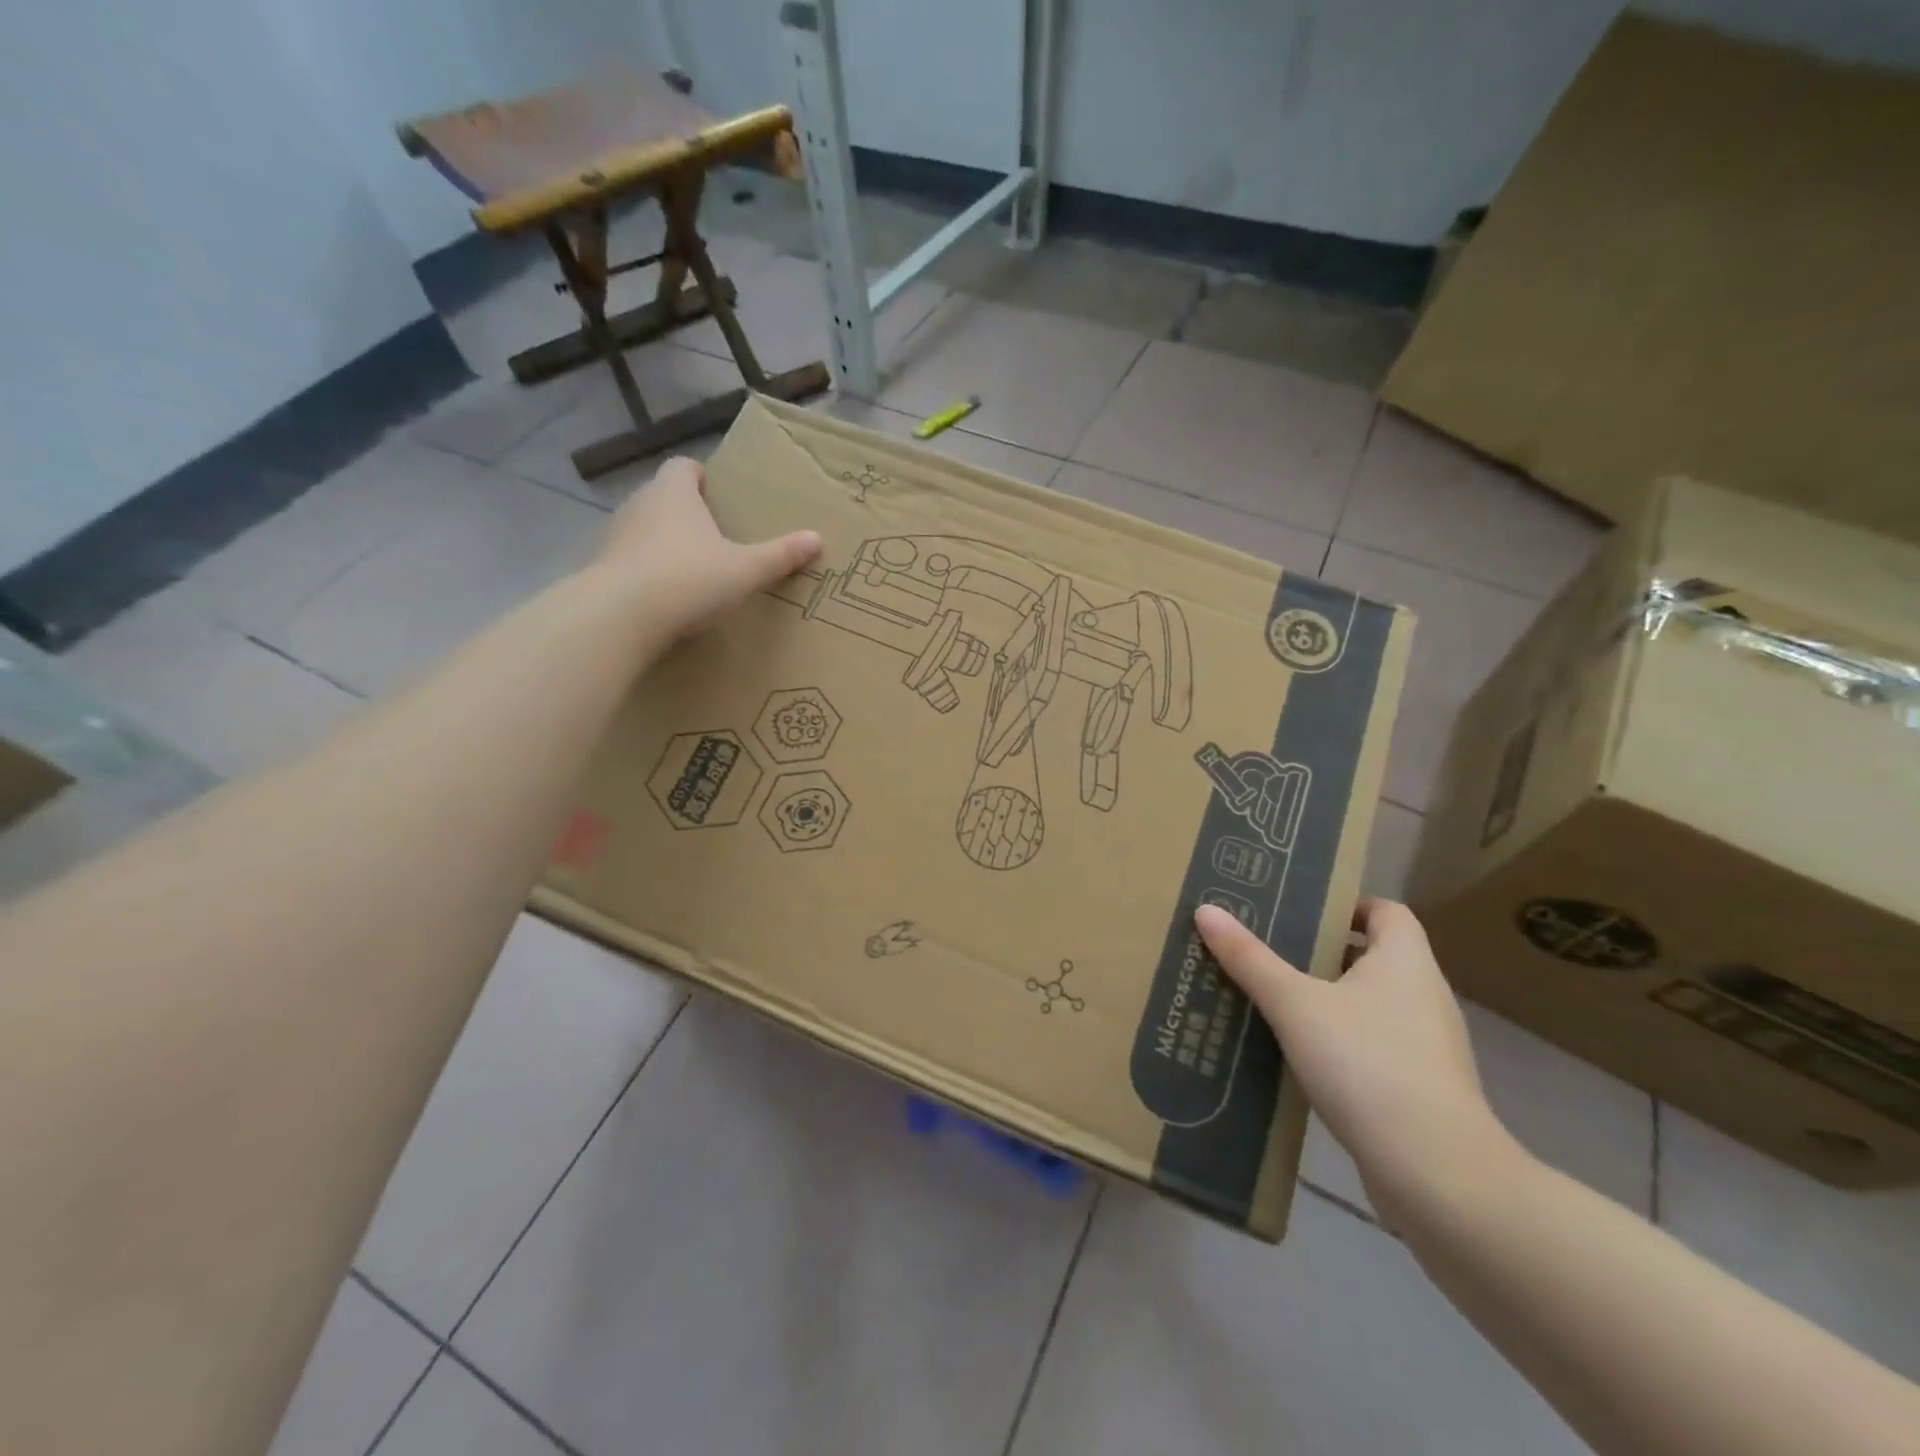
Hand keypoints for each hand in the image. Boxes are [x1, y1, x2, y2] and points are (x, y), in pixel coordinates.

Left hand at [595, 456, 821, 642]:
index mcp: (674, 492)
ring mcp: (616, 536)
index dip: (701, 477)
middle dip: (687, 512)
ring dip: (665, 543)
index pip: (683, 467)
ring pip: (645, 529)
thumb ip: (780, 555)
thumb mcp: (745, 570)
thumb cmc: (689, 578)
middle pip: (664, 497)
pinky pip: (631, 561)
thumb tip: (817, 538)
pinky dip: (648, 572)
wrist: (621, 616)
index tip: (718, 496)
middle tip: (715, 535)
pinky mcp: (603, 569)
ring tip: (693, 568)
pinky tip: (667, 597)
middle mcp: (640, 504)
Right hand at [1195, 898, 1518, 1221]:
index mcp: (1405, 961)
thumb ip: (1249, 958)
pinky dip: (1336, 1041)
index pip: (1385, 911)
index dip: (1345, 904)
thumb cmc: (1368, 1066)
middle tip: (1265, 948)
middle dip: (1319, 951)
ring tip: (1269, 998)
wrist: (1437, 1176)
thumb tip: (1206, 909)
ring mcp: (1426, 1046)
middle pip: (1371, 956)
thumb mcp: (1295, 1005)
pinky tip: (1294, 1054)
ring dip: (1324, 999)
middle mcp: (1423, 995)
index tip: (1297, 911)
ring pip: (1368, 1004)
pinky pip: (1371, 1045)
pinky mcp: (1418, 1089)